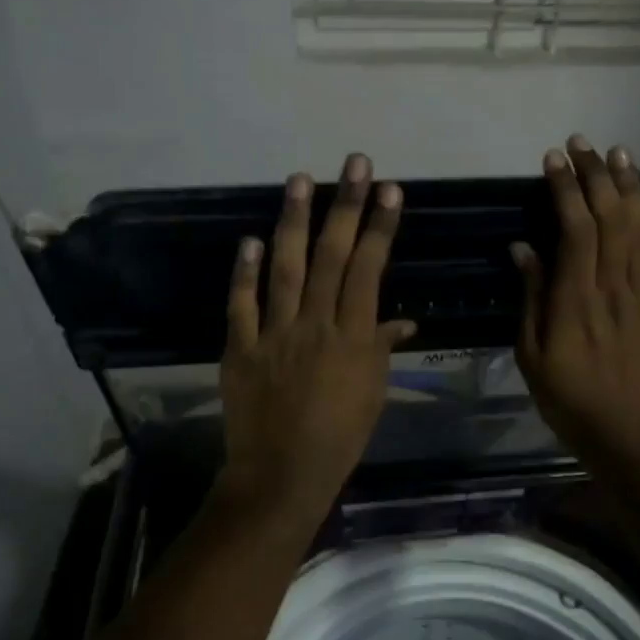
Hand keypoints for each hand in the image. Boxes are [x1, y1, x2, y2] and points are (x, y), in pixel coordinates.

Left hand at [220, 154, 414, 512]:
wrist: (282, 475)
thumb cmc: (340, 438)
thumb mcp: (372, 394)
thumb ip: (382, 350)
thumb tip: (400, 321)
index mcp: (353, 338)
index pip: (369, 270)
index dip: (380, 227)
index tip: (389, 190)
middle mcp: (315, 325)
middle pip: (332, 256)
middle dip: (345, 206)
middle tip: (354, 164)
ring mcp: (273, 334)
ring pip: (285, 268)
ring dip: (293, 222)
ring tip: (299, 179)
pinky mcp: (240, 348)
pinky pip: (241, 305)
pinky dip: (243, 272)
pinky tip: (248, 239)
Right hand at [513, 135, 639, 466]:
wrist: (625, 432)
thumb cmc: (567, 397)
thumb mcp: (530, 354)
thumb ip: (531, 297)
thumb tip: (523, 248)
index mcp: (575, 298)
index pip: (574, 228)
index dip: (566, 189)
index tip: (554, 160)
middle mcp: (613, 287)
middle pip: (610, 218)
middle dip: (596, 175)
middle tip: (584, 144)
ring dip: (631, 188)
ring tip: (621, 155)